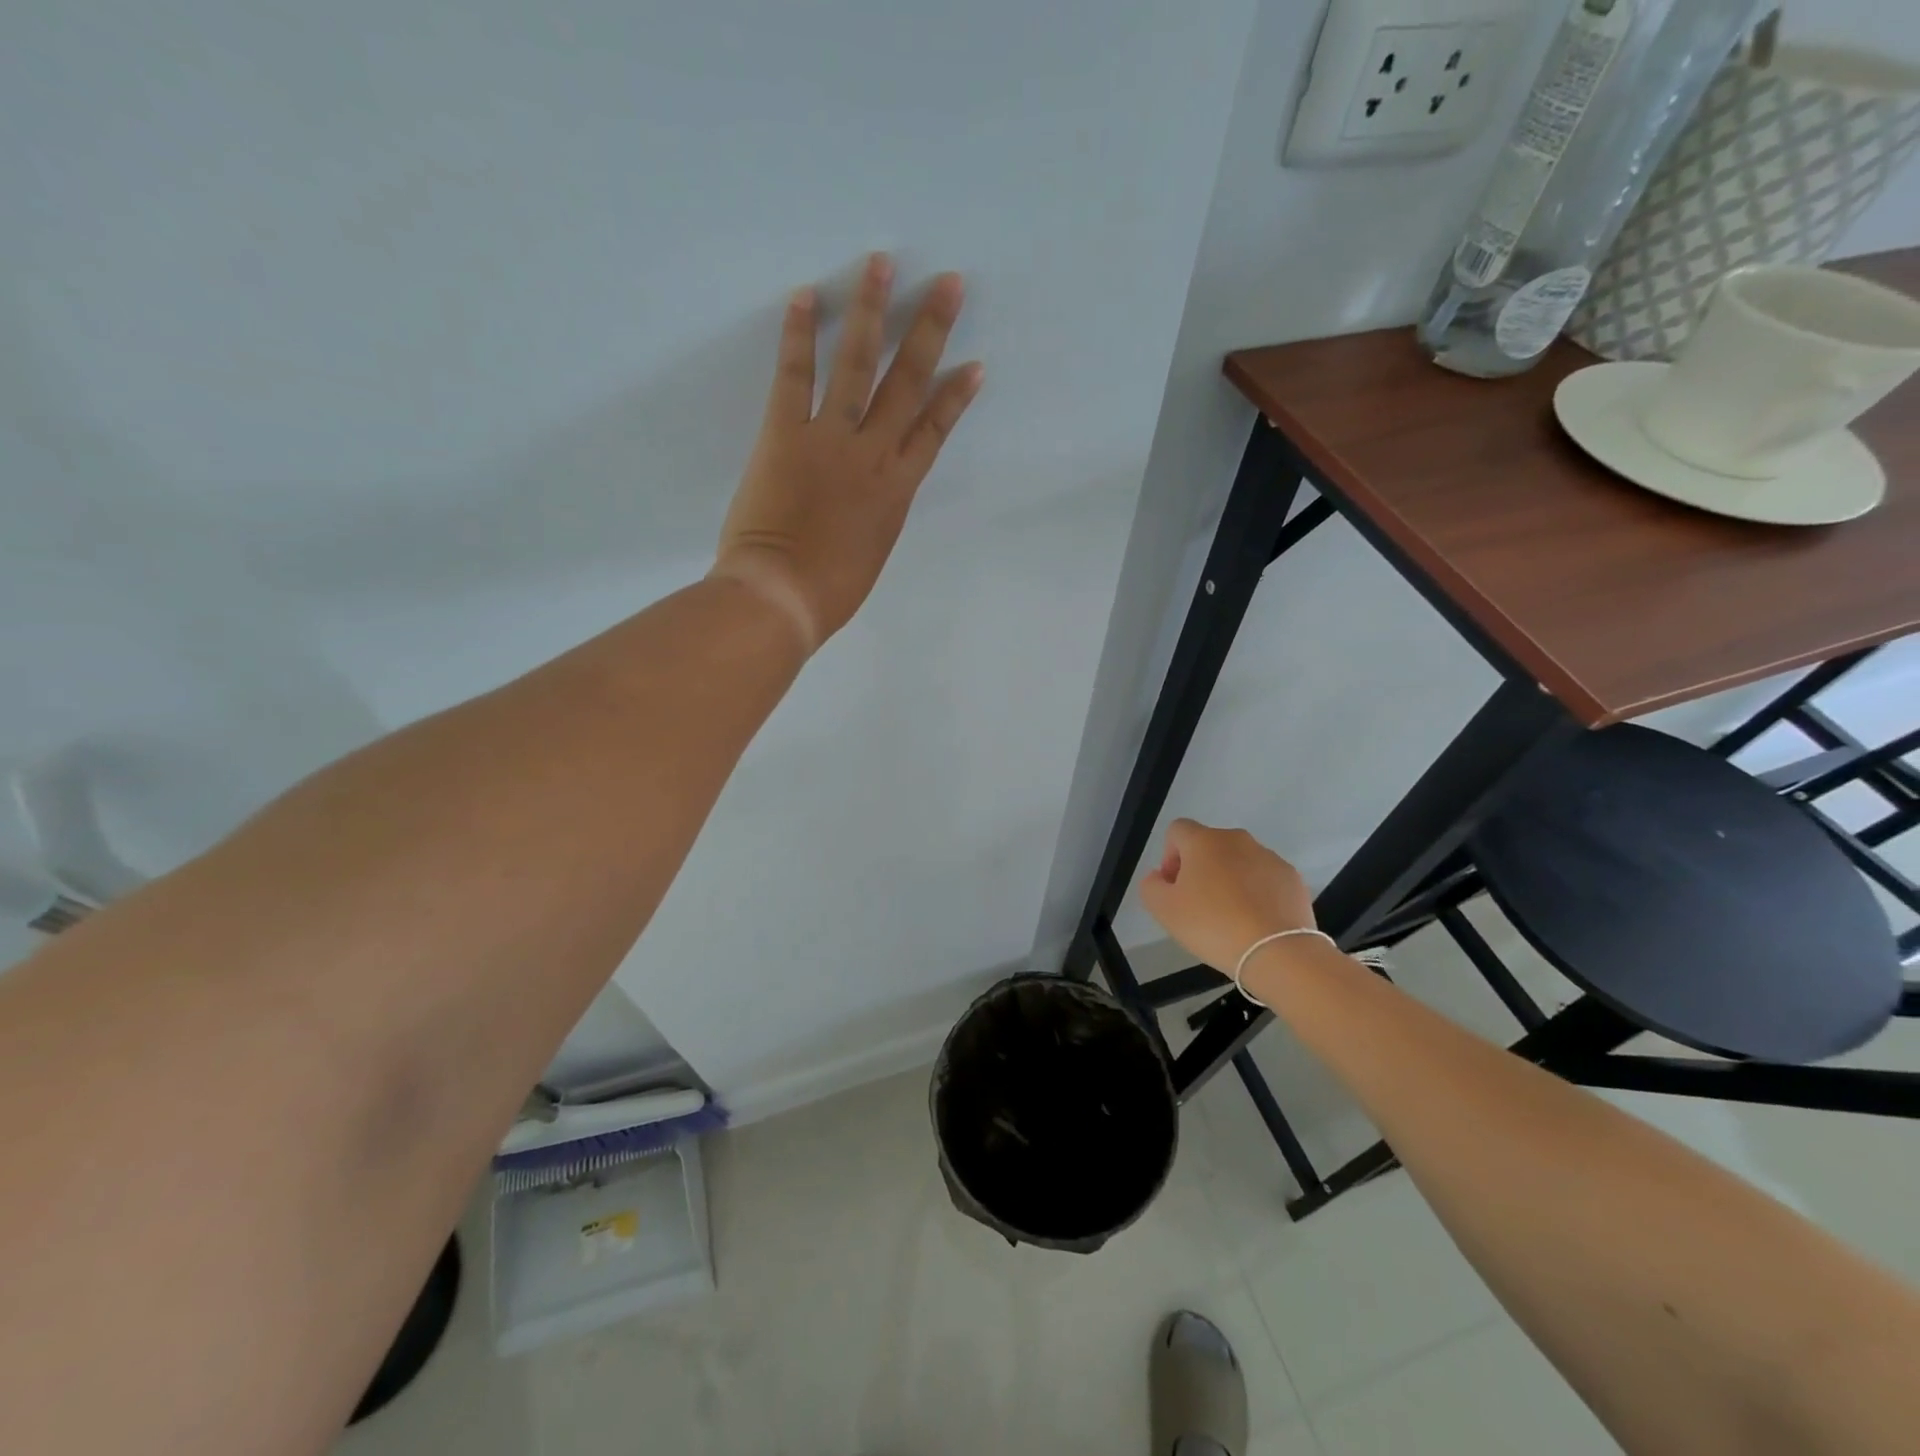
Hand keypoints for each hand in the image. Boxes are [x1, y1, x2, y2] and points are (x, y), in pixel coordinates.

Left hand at [711, 253, 983, 652]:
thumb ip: (875, 516)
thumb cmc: (828, 592)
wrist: (782, 597)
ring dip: (871, 312)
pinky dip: (799, 336)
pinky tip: (806, 296)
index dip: (955, 396)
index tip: (974, 364)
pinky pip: (795, 377)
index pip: (934, 431)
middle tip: (947, 283)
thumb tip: (871, 498)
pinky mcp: (785, 435)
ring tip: (880, 264)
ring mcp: (831, 441)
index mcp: (896, 491)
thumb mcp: (870, 554)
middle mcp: (873, 456)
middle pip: (908, 384)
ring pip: (858, 366)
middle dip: (930, 331)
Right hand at [1138, 819, 1316, 971]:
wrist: (1278, 952)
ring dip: (1230, 880)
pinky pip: (1265, 879)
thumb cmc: (1213, 925)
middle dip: (1200, 869)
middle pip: (1209, 846)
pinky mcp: (1292, 878)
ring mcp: (1269, 857)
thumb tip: (1160, 876)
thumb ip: (1151, 885)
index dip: (1169, 856)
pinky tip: (1256, 922)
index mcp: (1204, 841)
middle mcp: (1237, 840)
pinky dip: (1257, 893)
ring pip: (1239, 862)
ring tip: (1231, 917)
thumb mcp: (1164, 910)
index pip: (1177, 830)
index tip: (1174, 887)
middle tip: (1199, 905)